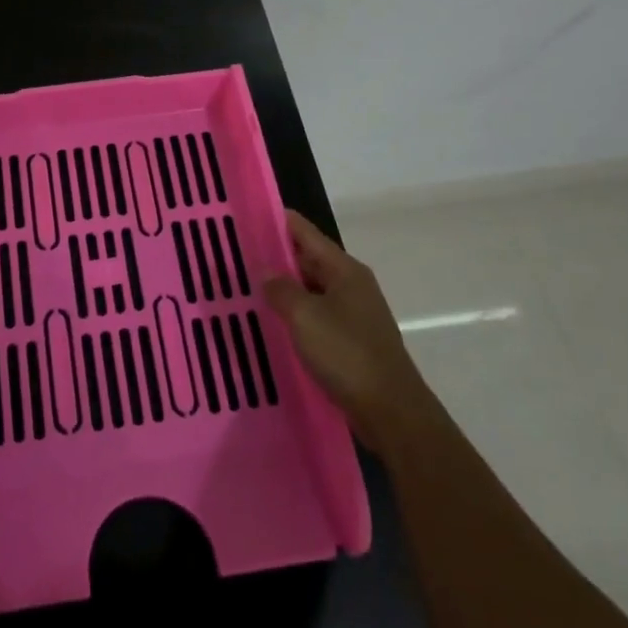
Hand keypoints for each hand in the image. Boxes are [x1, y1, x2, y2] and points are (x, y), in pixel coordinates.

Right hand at [264, 209, 423, 458]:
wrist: (391, 412)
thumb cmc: (347, 355)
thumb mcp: (305, 317)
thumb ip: (281, 289)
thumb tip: (266, 271)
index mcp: (344, 270)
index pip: (305, 232)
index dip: (277, 222)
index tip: (247, 216)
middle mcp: (351, 285)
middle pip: (308, 259)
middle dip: (275, 256)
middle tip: (236, 255)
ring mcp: (353, 313)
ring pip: (311, 290)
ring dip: (283, 288)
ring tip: (246, 287)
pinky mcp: (351, 340)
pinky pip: (316, 316)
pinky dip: (295, 314)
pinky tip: (271, 322)